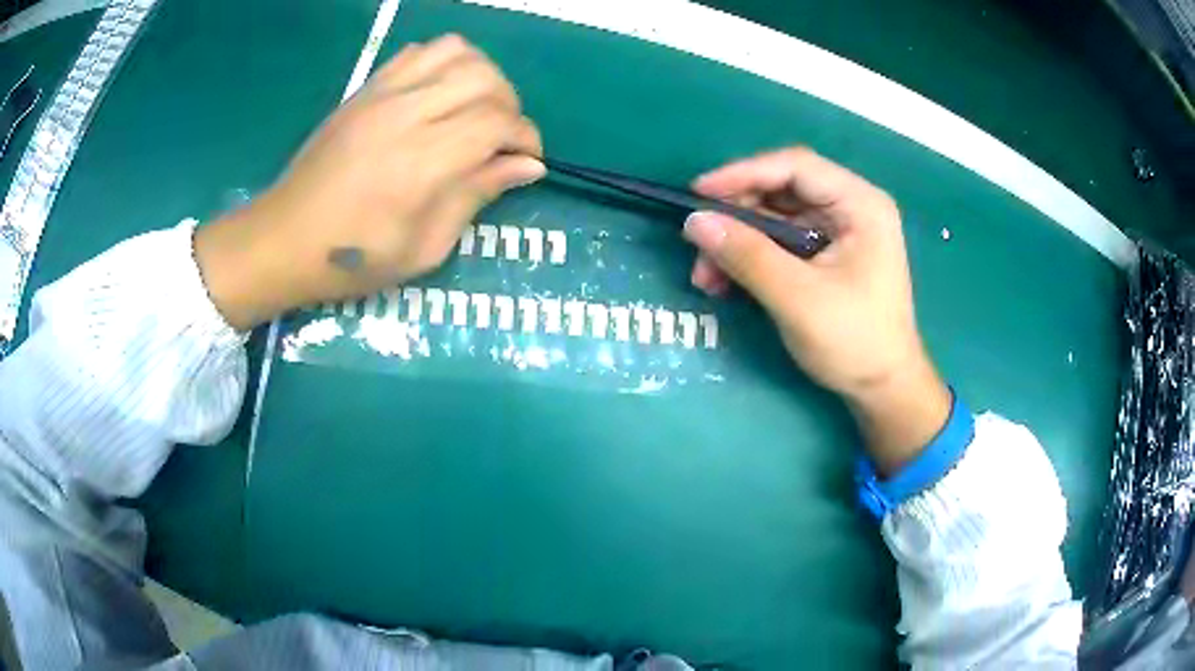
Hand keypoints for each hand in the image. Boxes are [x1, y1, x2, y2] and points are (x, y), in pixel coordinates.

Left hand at [194, 35, 543, 329]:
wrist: (282, 240)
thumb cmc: (352, 259)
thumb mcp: (424, 248)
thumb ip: (476, 196)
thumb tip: (527, 166)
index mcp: (421, 162)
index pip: (497, 122)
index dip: (526, 137)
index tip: (528, 160)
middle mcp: (405, 114)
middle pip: (484, 78)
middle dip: (510, 105)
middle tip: (502, 138)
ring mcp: (381, 95)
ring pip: (455, 51)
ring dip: (480, 75)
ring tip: (475, 108)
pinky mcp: (364, 89)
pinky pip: (418, 52)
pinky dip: (443, 63)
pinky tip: (440, 94)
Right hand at [684, 147, 949, 473]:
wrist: (882, 389)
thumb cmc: (854, 341)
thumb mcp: (798, 298)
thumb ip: (747, 256)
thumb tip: (694, 222)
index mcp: (860, 204)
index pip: (795, 166)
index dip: (743, 173)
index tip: (698, 194)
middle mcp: (850, 208)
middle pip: (780, 190)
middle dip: (736, 218)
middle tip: (699, 246)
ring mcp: (837, 231)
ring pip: (773, 218)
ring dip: (736, 242)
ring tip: (706, 277)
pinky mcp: (825, 255)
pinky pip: (779, 242)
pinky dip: (750, 258)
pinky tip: (725, 282)